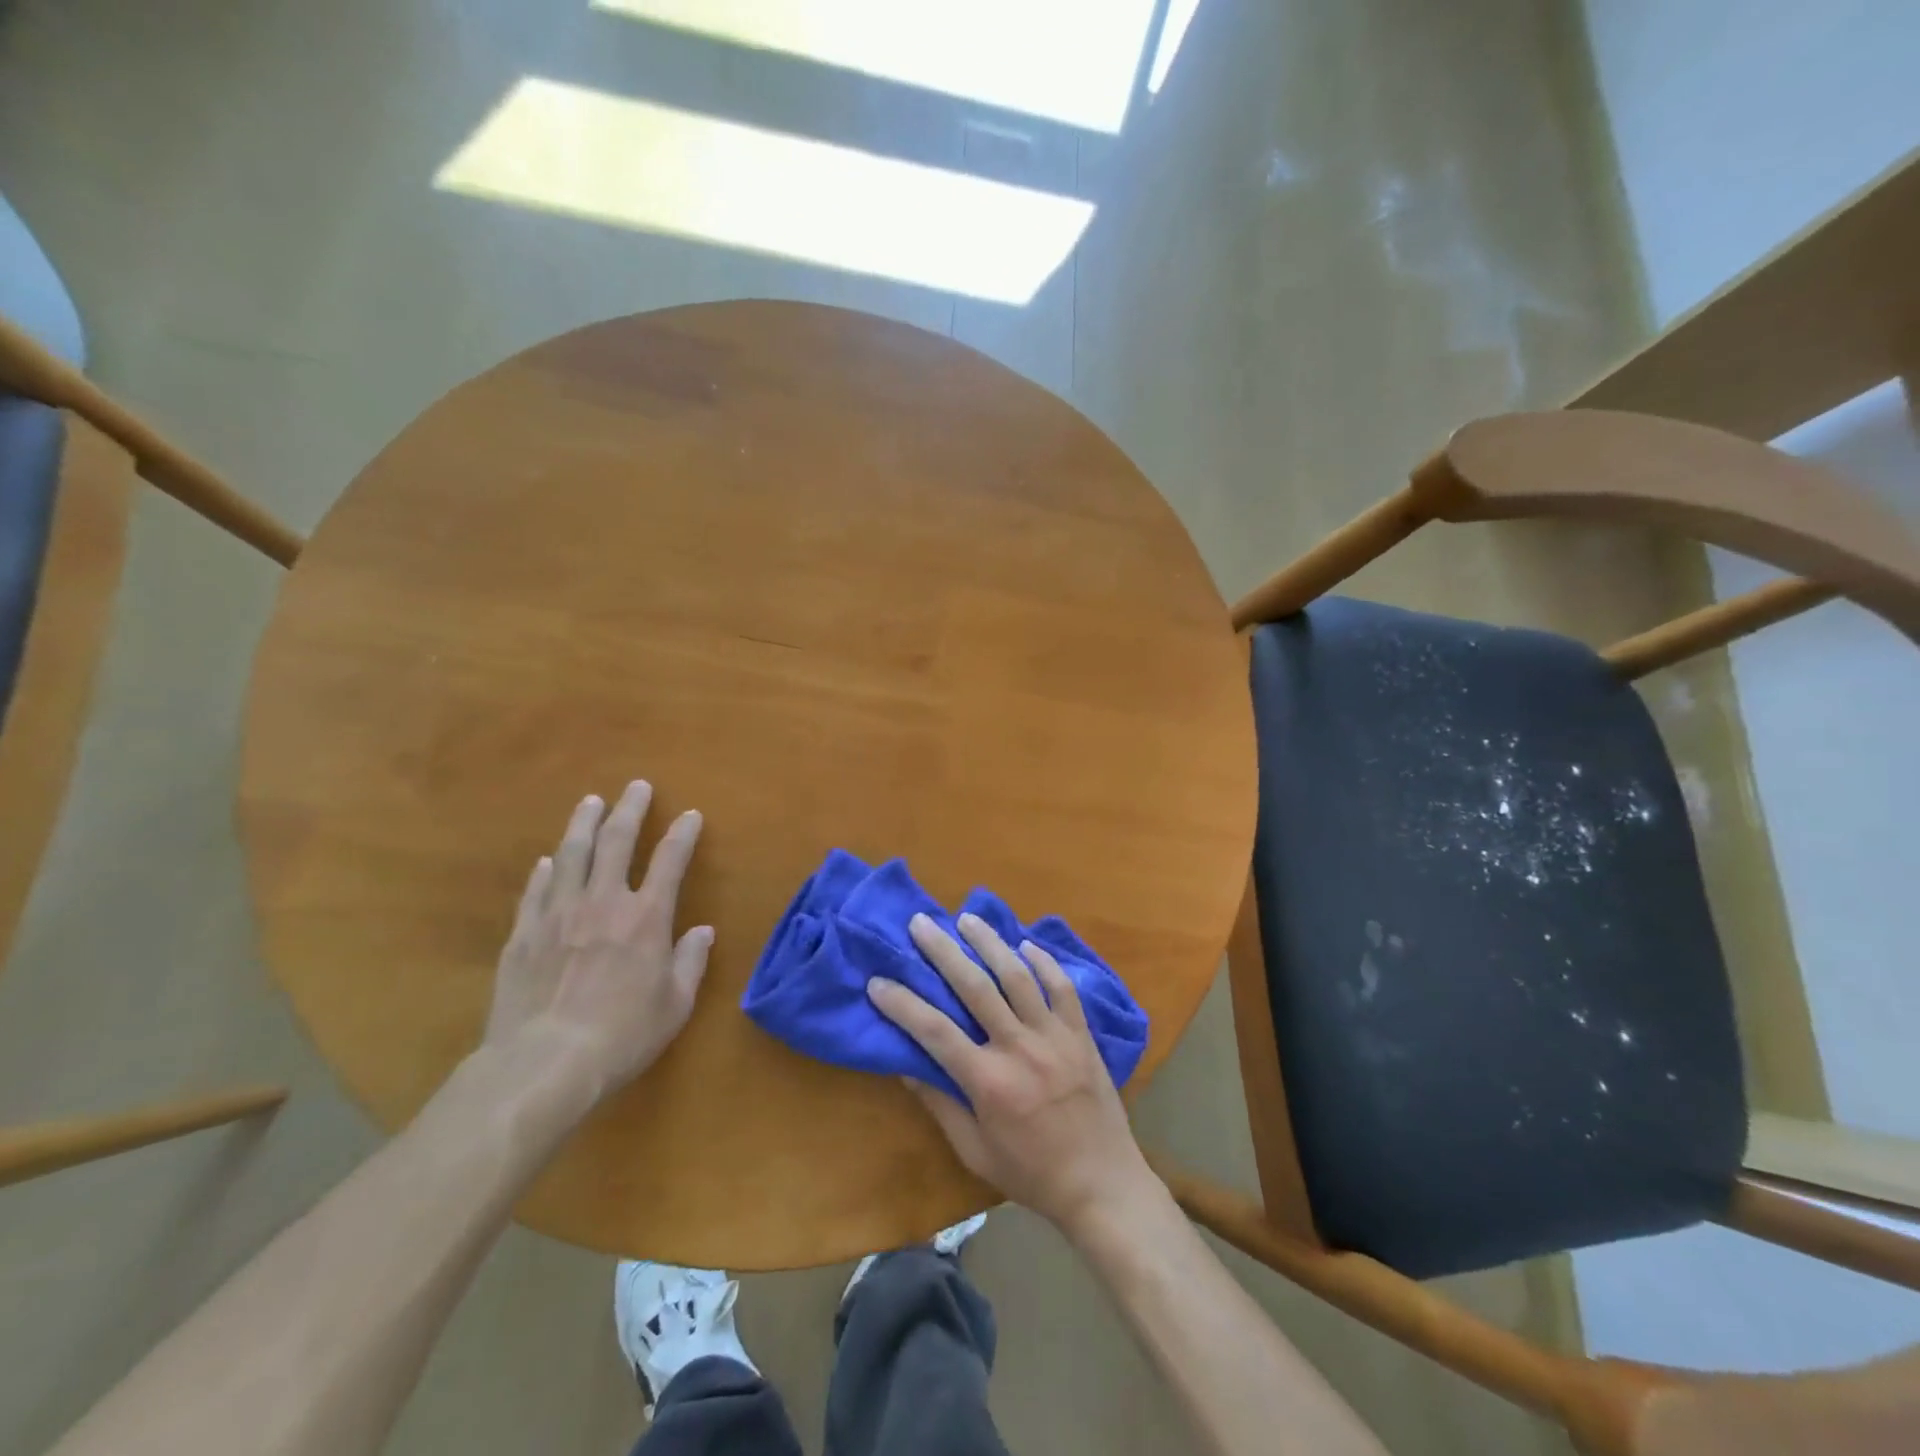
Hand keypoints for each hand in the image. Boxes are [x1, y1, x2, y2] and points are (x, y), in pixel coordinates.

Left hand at [485, 780, 711, 1098]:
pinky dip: (546, 871)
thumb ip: (690, 962)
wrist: (543, 1064)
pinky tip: (549, 860)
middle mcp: (603, 903)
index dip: (683, 833)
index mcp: (646, 918)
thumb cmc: (622, 1036)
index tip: (691, 814)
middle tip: (637, 786)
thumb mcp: (675, 1005)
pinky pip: (536, 890)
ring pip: (572, 855)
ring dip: (584, 824)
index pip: (670, 861)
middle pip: (617, 842)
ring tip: (591, 802)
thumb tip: (702, 932)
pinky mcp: (523, 934)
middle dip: (630, 810)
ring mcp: (558, 915)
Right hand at [867, 914, 1156, 1235]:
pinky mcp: (1081, 1034)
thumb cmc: (1031, 1174)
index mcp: (988, 1082)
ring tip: (967, 918)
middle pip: (975, 987)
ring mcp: (1054, 1036)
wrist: (1102, 1185)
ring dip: (990, 943)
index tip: (878, 981)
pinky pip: (1062, 988)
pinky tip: (1025, 944)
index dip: (902, 1004)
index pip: (934, 1031)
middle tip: (921, 923)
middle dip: (943, 951)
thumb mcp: (975, 1151)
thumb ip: (941, 1105)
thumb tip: (906, 1064)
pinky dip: (1044, 962)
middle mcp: (1019, 1048)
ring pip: (1018, 976)